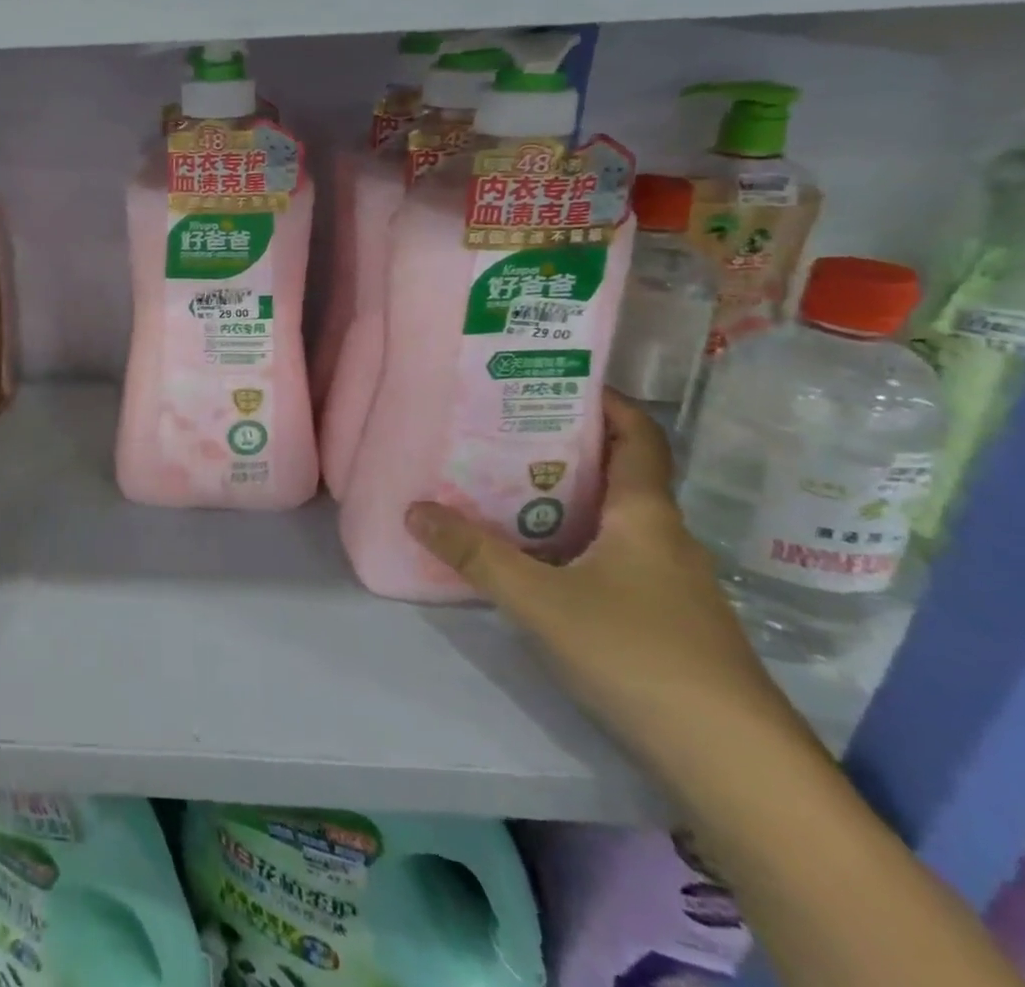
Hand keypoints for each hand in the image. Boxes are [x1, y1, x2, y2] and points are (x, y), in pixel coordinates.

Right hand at [406, 389, 805, 771]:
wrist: (735, 767)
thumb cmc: (639, 656)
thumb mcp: (540, 601)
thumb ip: (474, 554)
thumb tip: (413, 508)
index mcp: (646, 515)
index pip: (638, 436)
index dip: (605, 402)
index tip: (555, 381)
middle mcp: (663, 538)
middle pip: (618, 474)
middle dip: (563, 448)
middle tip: (500, 432)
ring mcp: (670, 584)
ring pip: (613, 520)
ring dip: (565, 499)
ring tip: (501, 487)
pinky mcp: (665, 622)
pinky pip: (613, 558)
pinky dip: (573, 543)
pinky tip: (533, 560)